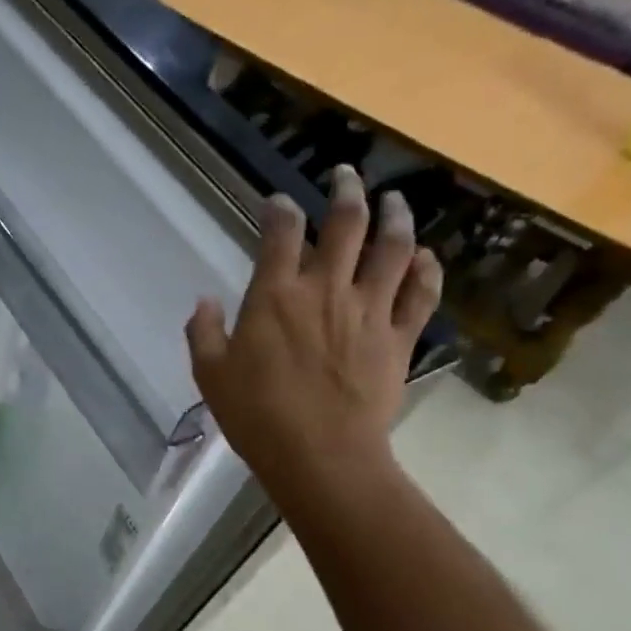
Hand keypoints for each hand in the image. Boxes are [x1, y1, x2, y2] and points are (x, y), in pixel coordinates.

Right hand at [186, 166, 441, 491]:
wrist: (320, 455)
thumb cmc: (257, 416)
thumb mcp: (211, 375)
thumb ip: (204, 332)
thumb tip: (205, 302)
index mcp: (275, 295)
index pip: (280, 234)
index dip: (279, 209)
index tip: (278, 202)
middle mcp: (326, 289)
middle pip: (345, 224)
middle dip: (346, 191)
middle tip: (346, 175)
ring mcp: (369, 311)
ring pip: (392, 248)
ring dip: (395, 217)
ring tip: (393, 201)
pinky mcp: (399, 338)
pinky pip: (421, 294)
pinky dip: (426, 270)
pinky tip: (425, 257)